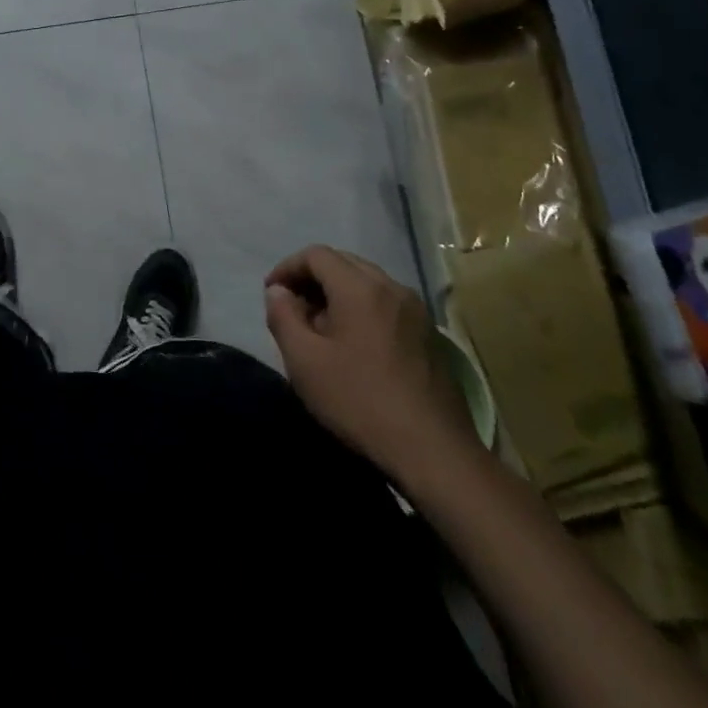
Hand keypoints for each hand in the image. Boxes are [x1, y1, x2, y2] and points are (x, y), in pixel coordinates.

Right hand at [265, 246, 479, 481]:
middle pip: (344, 263)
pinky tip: (354, 346)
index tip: (272, 294)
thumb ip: (283, 316)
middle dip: (313, 278)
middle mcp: (392, 288)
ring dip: (338, 294)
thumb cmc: (360, 401)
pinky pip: (386, 304)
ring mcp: (416, 311)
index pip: (316, 255)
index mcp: (360, 288)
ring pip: (367, 283)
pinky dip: (362, 309)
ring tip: (320, 329)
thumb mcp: (304, 361)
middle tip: (293, 309)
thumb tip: (278, 291)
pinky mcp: (429, 335)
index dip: (288, 267)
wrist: (435, 452)